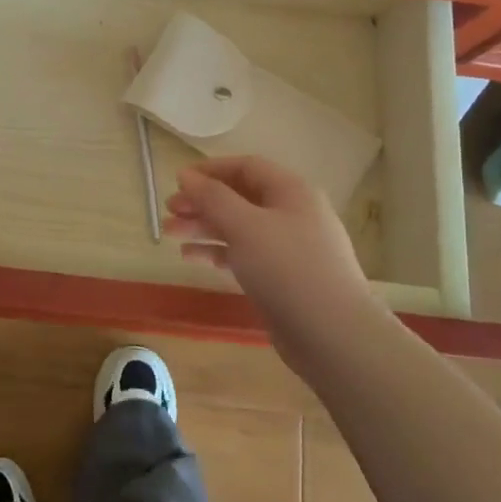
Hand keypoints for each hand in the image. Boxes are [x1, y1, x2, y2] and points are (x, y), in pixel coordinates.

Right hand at [164, 155, 372, 370]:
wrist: (332, 335)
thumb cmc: (287, 268)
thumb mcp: (244, 225)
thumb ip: (212, 197)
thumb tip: (186, 175)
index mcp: (291, 191)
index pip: (246, 167)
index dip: (210, 170)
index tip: (177, 180)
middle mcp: (292, 213)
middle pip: (239, 197)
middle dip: (202, 202)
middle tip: (168, 211)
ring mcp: (289, 247)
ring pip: (239, 227)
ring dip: (204, 227)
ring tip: (169, 234)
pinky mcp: (282, 278)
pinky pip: (244, 254)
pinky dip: (218, 252)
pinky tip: (191, 257)